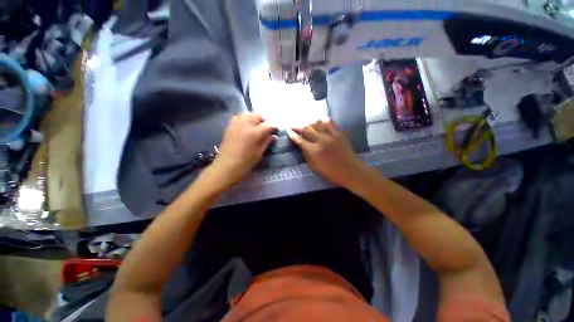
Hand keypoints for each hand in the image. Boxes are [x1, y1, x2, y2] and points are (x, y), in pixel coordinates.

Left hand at [210, 113, 275, 186]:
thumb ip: (267, 142)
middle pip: (257, 115)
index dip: (273, 127)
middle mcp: (245, 124)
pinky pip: (238, 117)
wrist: (228, 165)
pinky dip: (244, 119)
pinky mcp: (230, 126)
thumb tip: (274, 136)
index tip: (275, 131)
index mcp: (255, 132)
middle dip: (263, 121)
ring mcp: (236, 124)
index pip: (268, 124)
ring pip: (247, 114)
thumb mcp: (259, 152)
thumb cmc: (246, 161)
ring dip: (253, 118)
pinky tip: (245, 128)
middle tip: (265, 129)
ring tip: (255, 127)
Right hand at [287, 119, 365, 186]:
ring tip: (306, 124)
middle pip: (306, 129)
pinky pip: (330, 122)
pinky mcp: (339, 133)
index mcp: (314, 151)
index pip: (300, 140)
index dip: (293, 135)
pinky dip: (323, 120)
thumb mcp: (315, 167)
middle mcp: (321, 140)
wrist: (351, 171)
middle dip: (298, 126)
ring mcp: (331, 135)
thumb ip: (307, 155)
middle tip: (294, 126)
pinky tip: (320, 122)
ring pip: (317, 123)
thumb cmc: (332, 173)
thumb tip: (302, 146)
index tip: (288, 131)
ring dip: (309, 122)